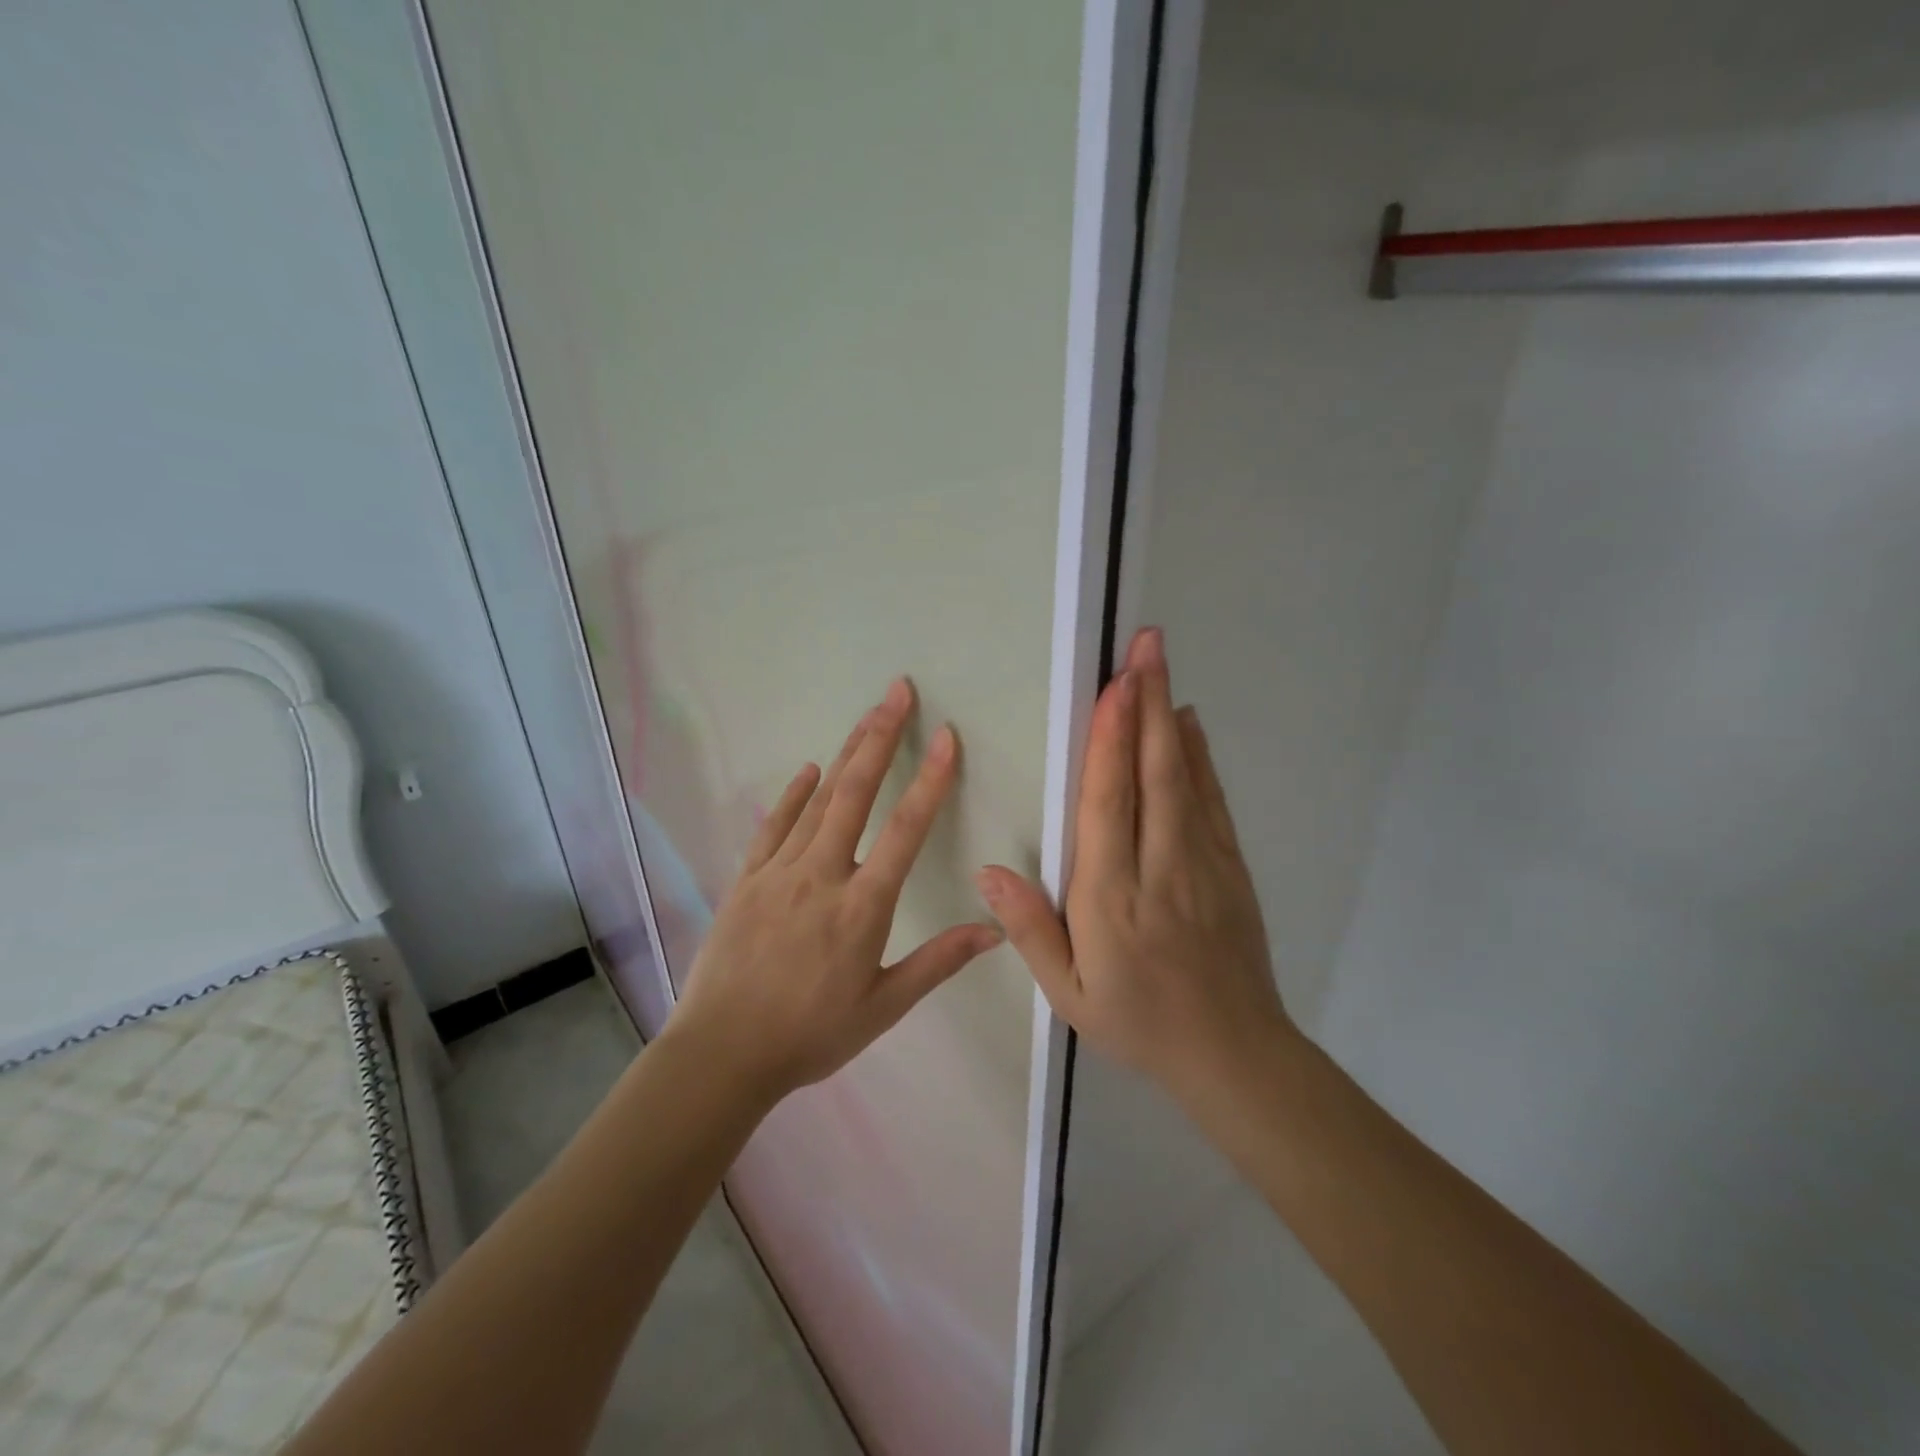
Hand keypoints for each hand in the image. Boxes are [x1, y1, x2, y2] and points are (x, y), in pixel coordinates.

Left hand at [667, 679, 1003, 1102]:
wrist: (722, 1053)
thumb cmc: (810, 1035)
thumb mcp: (883, 1007)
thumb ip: (938, 962)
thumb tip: (993, 929)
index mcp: (862, 906)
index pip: (906, 830)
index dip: (930, 780)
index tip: (947, 738)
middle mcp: (822, 875)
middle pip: (856, 793)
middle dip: (880, 737)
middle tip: (897, 692)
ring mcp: (779, 872)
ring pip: (818, 800)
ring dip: (846, 754)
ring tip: (867, 715)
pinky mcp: (747, 880)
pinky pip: (773, 825)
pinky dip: (793, 794)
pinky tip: (808, 770)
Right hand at [978, 628, 1294, 1101]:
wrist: (1232, 1054)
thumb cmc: (1139, 1021)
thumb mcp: (1070, 993)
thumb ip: (1030, 930)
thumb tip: (988, 873)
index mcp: (1112, 898)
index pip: (1108, 805)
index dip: (1109, 742)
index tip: (1112, 688)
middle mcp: (1159, 868)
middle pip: (1152, 774)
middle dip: (1145, 704)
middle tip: (1144, 645)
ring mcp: (1202, 864)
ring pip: (1185, 778)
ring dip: (1170, 717)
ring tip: (1160, 664)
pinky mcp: (1230, 868)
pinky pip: (1211, 801)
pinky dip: (1199, 757)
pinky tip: (1188, 724)